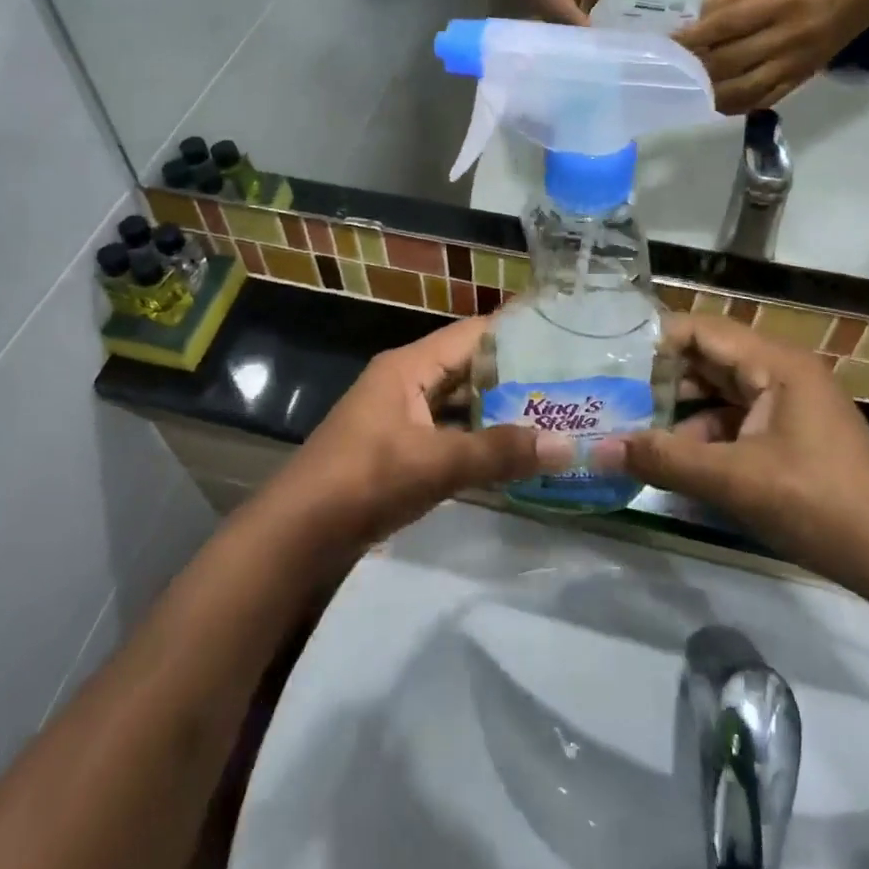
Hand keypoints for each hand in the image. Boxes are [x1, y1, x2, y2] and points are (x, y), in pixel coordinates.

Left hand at [273, 318, 567, 551]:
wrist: (297, 535)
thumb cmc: (364, 481)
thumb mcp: (436, 463)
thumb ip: (500, 453)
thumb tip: (568, 446)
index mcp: (408, 367)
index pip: (472, 334)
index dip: (516, 333)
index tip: (564, 339)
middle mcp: (405, 382)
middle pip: (468, 368)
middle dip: (515, 377)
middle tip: (570, 385)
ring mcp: (400, 417)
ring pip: (459, 404)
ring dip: (499, 412)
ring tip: (553, 417)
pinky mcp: (399, 450)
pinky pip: (448, 434)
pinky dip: (478, 441)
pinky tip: (512, 454)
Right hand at [600, 315, 868, 597]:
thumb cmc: (820, 504)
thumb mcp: (735, 481)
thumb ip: (665, 460)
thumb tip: (600, 449)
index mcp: (774, 363)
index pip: (699, 329)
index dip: (653, 343)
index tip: (610, 366)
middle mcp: (780, 371)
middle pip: (706, 359)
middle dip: (660, 381)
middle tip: (612, 402)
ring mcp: (787, 403)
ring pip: (718, 393)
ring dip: (679, 413)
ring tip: (633, 433)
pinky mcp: (789, 433)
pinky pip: (735, 421)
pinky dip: (704, 436)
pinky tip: (675, 463)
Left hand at [677, 0, 868, 113]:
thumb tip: (693, 19)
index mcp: (776, 3)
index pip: (723, 26)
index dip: (690, 38)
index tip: (664, 45)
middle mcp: (785, 38)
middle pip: (728, 61)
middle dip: (693, 67)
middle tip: (667, 69)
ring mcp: (793, 64)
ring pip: (742, 89)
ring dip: (709, 93)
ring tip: (685, 90)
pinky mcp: (801, 79)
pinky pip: (763, 100)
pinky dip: (735, 105)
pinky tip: (714, 103)